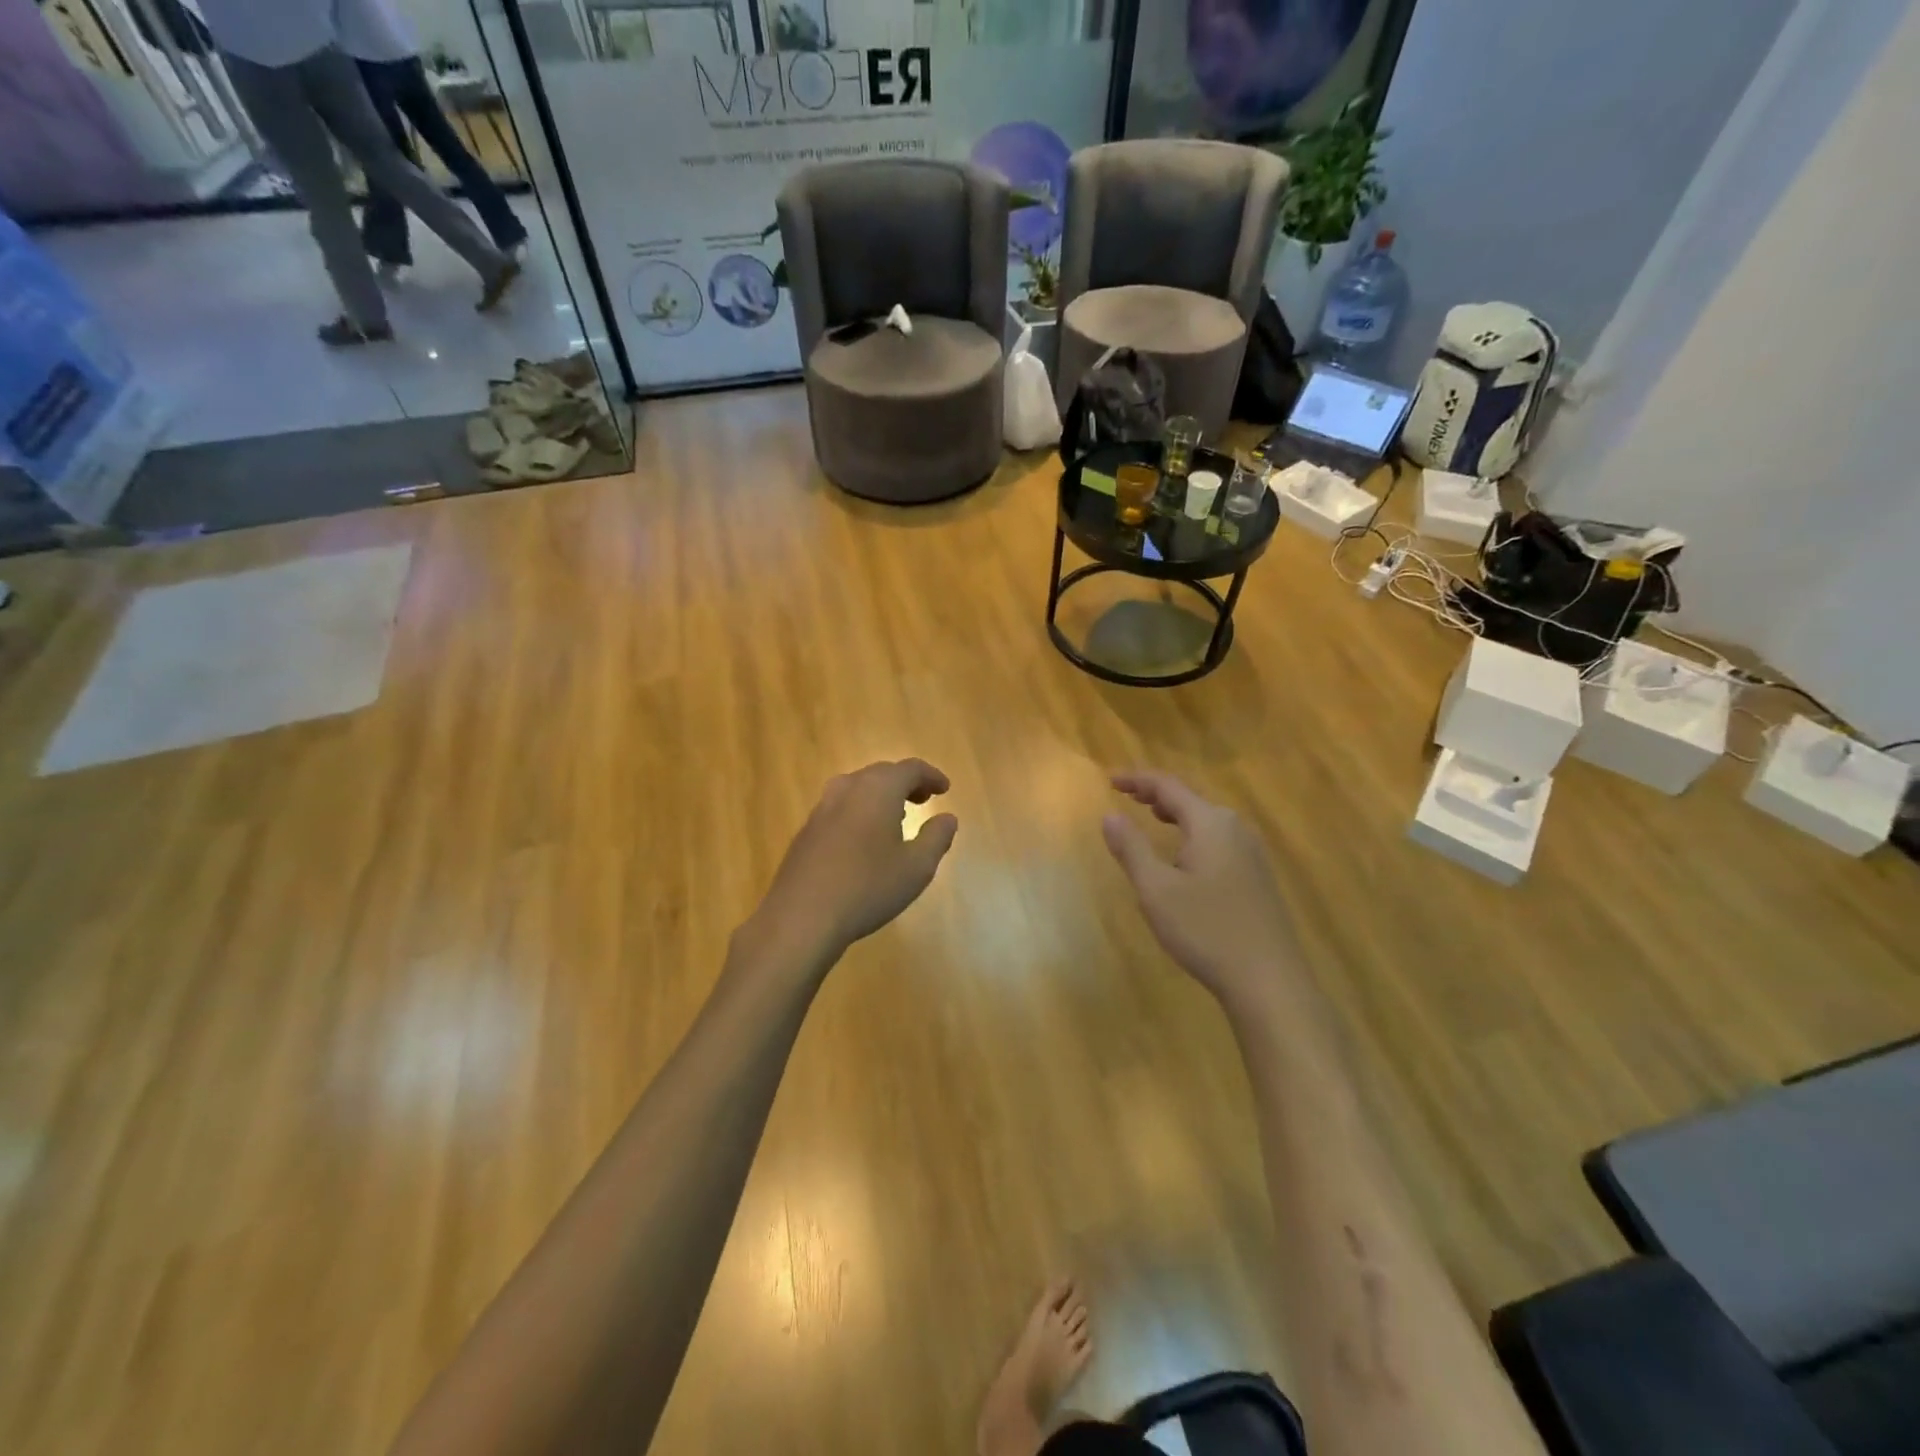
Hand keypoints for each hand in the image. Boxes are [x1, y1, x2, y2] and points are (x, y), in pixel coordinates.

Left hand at [752, 759, 958, 964]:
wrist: (801, 917)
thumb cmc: (868, 888)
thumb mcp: (917, 867)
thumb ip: (937, 837)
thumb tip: (947, 818)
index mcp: (878, 790)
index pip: (909, 769)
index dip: (930, 776)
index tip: (944, 789)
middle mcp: (847, 789)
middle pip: (881, 773)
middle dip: (906, 783)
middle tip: (924, 799)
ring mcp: (821, 809)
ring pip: (857, 788)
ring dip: (880, 795)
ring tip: (897, 817)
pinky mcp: (806, 831)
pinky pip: (840, 808)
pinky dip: (860, 811)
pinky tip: (864, 840)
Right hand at [1101, 770, 1299, 1007]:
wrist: (1269, 981)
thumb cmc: (1206, 930)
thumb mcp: (1156, 890)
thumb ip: (1131, 849)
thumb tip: (1110, 815)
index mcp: (1210, 823)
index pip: (1169, 786)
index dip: (1138, 780)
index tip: (1111, 781)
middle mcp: (1235, 829)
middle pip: (1191, 799)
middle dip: (1157, 795)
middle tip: (1128, 796)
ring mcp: (1251, 854)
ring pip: (1207, 820)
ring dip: (1176, 815)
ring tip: (1152, 817)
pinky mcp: (1257, 877)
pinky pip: (1218, 840)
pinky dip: (1192, 835)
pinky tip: (1184, 857)